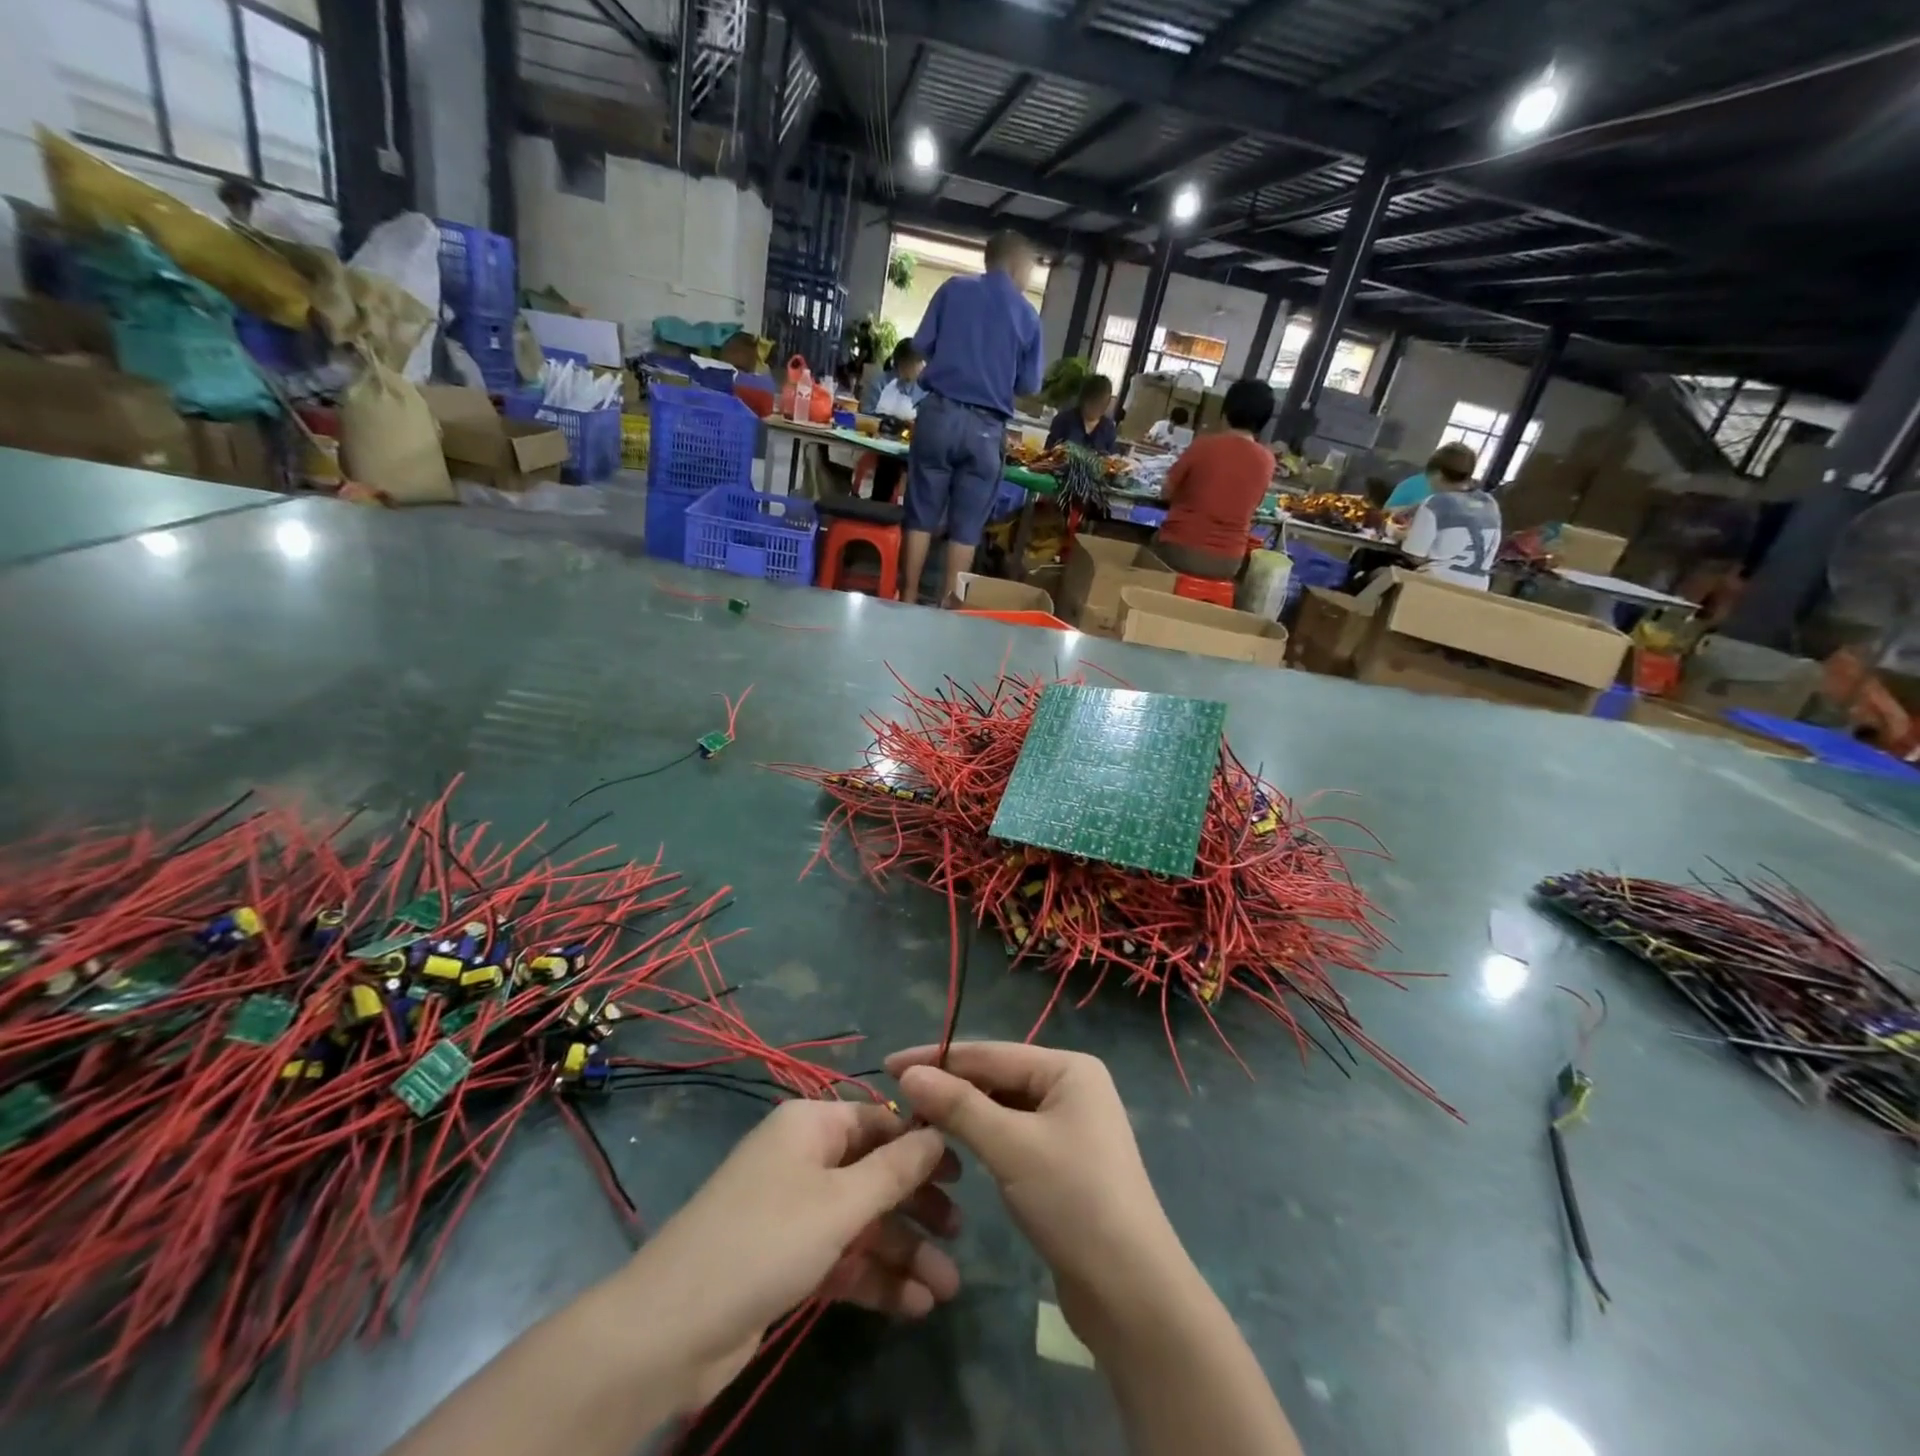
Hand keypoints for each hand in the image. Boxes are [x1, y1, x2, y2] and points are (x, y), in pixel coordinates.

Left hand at [615, 1099, 960, 1407]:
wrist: (670, 1332)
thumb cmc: (765, 1242)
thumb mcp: (839, 1203)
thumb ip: (895, 1169)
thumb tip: (936, 1130)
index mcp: (811, 1127)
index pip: (878, 1121)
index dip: (920, 1144)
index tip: (963, 1171)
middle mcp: (804, 1161)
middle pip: (874, 1174)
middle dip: (917, 1206)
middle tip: (960, 1232)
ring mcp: (794, 1213)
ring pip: (862, 1223)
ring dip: (903, 1252)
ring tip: (947, 1288)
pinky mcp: (787, 1262)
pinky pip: (842, 1259)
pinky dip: (875, 1278)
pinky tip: (914, 1306)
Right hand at [886, 1043, 1184, 1342]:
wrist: (1130, 1292)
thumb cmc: (1073, 1201)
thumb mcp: (1010, 1147)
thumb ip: (958, 1106)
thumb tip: (910, 1073)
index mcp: (1068, 1068)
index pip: (991, 1052)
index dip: (938, 1057)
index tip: (890, 1063)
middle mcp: (1072, 1087)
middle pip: (997, 1077)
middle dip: (949, 1085)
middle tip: (897, 1094)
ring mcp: (1070, 1124)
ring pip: (1003, 1107)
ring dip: (963, 1113)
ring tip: (916, 1118)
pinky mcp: (1063, 1161)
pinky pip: (1013, 1134)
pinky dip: (983, 1137)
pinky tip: (954, 1145)